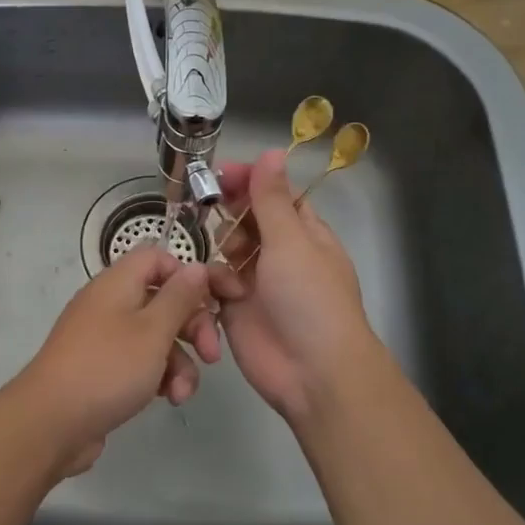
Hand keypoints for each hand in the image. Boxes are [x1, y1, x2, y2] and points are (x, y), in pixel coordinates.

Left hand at [5, 246, 221, 474]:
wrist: (51, 422)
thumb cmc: (108, 367)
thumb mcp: (153, 330)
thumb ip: (179, 297)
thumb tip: (196, 267)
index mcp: (117, 283)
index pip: (158, 258)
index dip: (188, 274)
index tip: (216, 300)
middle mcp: (109, 304)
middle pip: (162, 299)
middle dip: (193, 326)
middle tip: (211, 354)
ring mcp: (104, 337)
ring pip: (156, 337)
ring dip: (179, 361)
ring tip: (182, 392)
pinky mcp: (103, 369)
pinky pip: (140, 362)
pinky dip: (158, 376)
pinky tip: (168, 399)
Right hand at [210, 150, 380, 424]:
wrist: (312, 372)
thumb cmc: (309, 299)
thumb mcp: (292, 241)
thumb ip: (272, 199)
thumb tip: (273, 151)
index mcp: (305, 234)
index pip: (276, 195)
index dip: (251, 181)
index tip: (221, 174)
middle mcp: (281, 254)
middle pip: (247, 220)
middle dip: (231, 215)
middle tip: (213, 210)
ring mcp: (257, 282)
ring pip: (227, 250)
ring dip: (224, 251)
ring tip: (230, 264)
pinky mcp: (235, 309)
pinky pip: (215, 283)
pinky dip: (215, 284)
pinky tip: (223, 294)